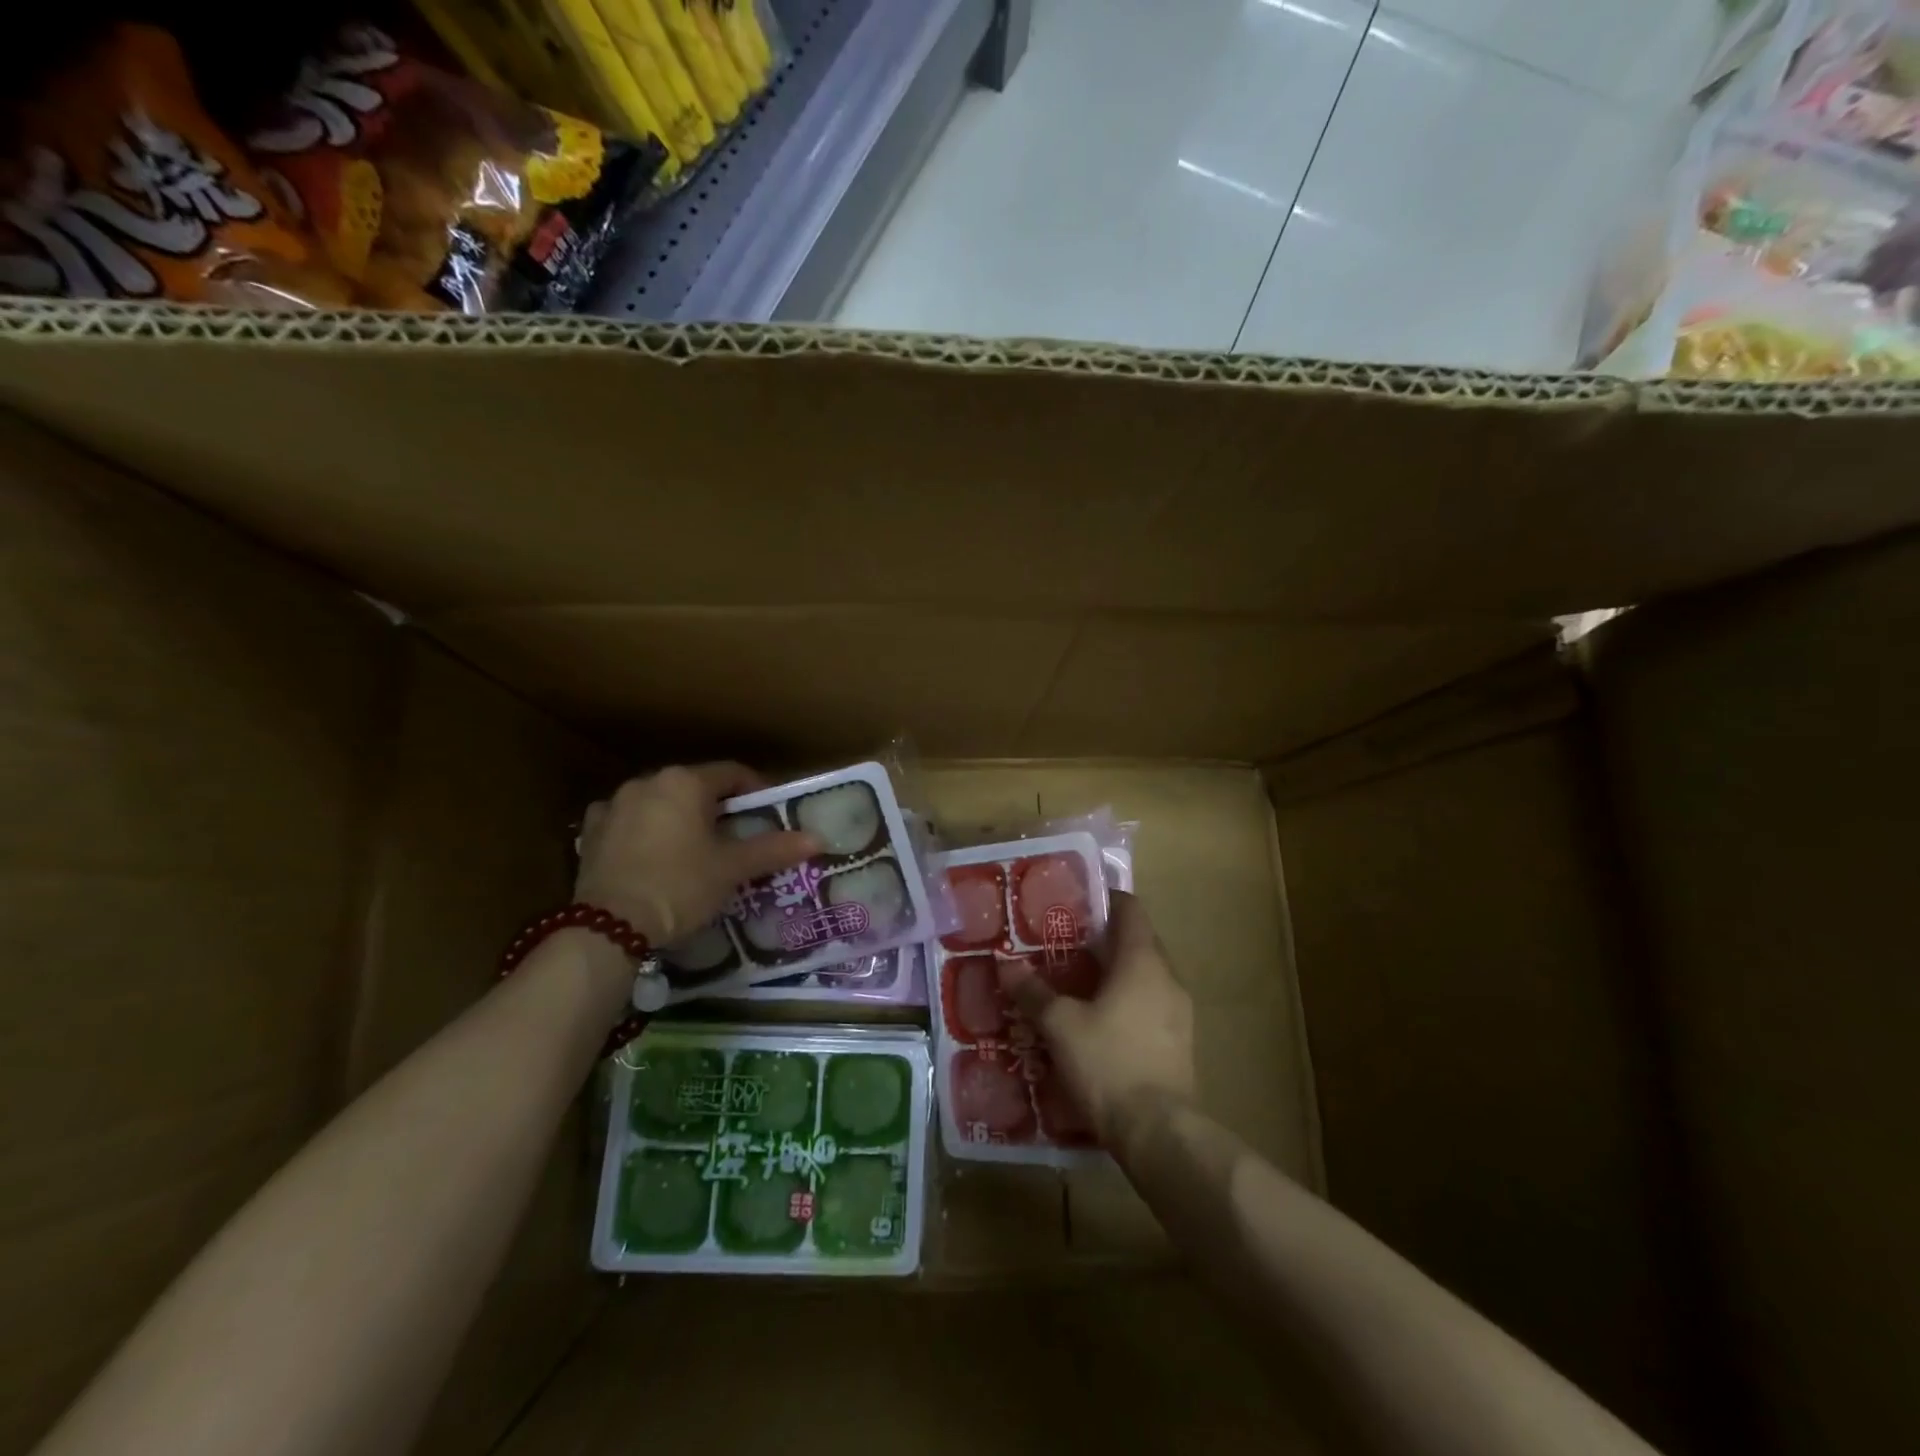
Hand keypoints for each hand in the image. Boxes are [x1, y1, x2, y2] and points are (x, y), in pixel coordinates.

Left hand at [575, 763, 818, 947]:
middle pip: (695, 788)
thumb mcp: (732, 869)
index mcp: (685, 782)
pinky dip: (644, 833)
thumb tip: (818, 838)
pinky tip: (652, 857)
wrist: (609, 927)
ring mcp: (613, 805)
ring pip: (660, 804)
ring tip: (694, 850)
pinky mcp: (591, 832)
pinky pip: (628, 822)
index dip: (756, 791)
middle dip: (717, 809)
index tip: (769, 815)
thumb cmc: (680, 886)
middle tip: (736, 839)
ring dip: (679, 819)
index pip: (732, 774)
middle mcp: (647, 782)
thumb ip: (773, 849)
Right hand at [998, 892, 1195, 1151]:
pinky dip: (1126, 1003)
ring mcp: (1179, 1012)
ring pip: (1144, 977)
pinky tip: (1099, 1025)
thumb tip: (1005, 964)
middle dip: (1103, 941)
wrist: (1159, 1132)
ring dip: (1115, 975)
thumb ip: (1033, 992)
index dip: (1104, 901)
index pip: (1130, 909)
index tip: (1075, 905)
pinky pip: (1151, 1006)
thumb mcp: (1060, 1025)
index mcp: (1142, 961)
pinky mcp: (1180, 1043)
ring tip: (1076, 985)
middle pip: (1137, 942)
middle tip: (1064, 947)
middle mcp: (1167, 978)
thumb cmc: (1108, 1063)